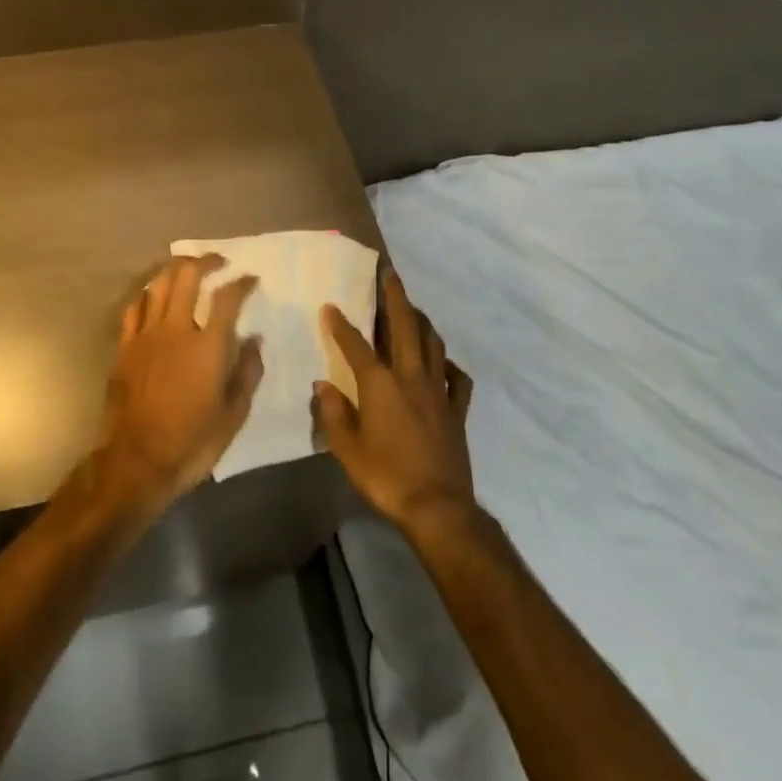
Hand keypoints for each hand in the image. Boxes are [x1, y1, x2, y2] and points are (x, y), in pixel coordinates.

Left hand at [93, 256, 263, 517]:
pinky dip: (149, 294)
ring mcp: (146, 335)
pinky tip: (155, 295)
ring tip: (188, 268)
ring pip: (159, 284)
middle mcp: (177, 330)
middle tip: (219, 261)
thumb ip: (247, 373)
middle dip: (206, 261)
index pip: (228, 298)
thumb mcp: (233, 415)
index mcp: (208, 346)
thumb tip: (255, 339)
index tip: (251, 279)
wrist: (136, 462)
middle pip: (188, 276)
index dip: (242, 283)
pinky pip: (135, 307)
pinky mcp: (125, 346)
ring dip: (176, 269)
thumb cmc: (191, 443)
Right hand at [317, 270, 475, 536]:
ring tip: (412, 308)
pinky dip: (449, 364)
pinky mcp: (456, 409)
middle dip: (395, 297)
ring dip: (421, 321)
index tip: (331, 306)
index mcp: (380, 385)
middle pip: (404, 326)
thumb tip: (324, 386)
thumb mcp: (347, 450)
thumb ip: (334, 414)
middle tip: (389, 273)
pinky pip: (457, 378)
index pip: (356, 345)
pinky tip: (443, 361)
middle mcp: (411, 377)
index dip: (341, 324)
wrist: (438, 507)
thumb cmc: (386, 477)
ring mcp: (438, 391)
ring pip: (432, 343)